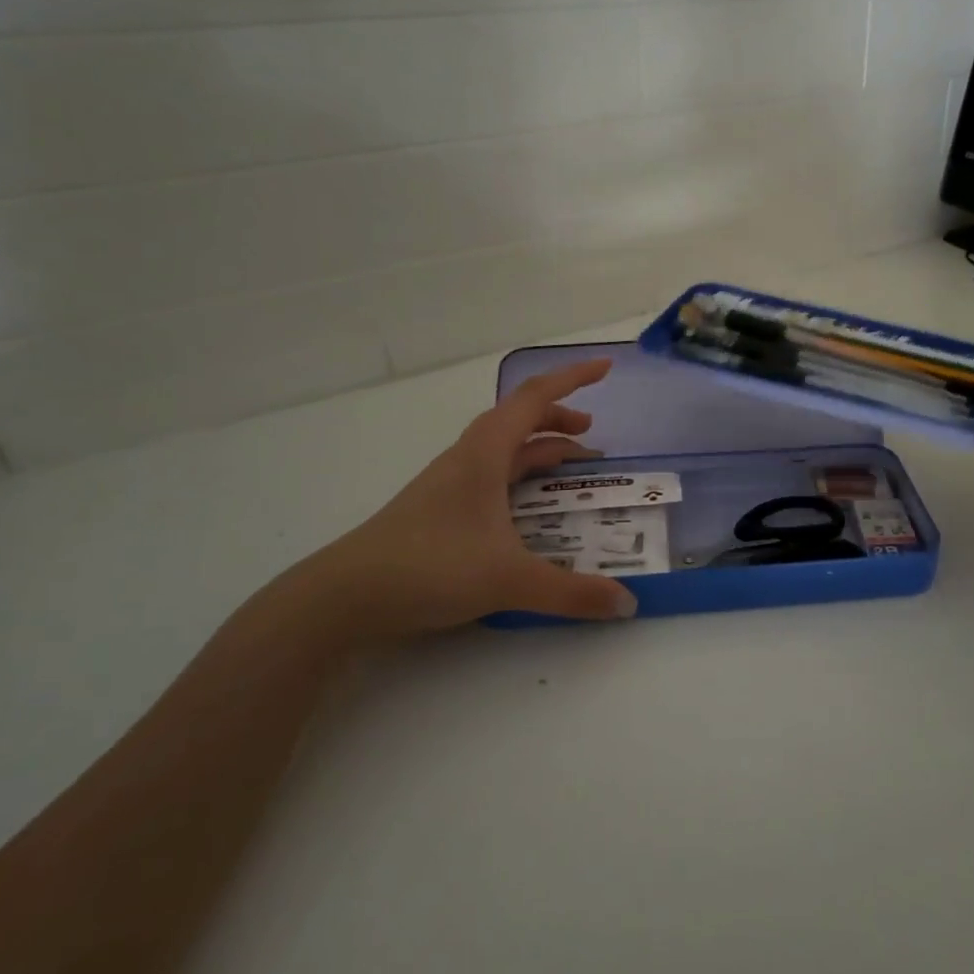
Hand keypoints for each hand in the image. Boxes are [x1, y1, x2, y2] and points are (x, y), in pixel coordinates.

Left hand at [287, 358, 638, 645]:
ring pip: (505, 450)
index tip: (605, 369)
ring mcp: (451, 483)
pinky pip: (493, 477)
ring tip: (572, 473)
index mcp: (486, 453)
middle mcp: (468, 458)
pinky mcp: (441, 509)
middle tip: (594, 440)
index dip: (573, 379)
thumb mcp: (509, 580)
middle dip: (561, 421)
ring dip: (541, 451)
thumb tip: (627, 604)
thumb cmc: (429, 567)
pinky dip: (522, 479)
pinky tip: (530, 512)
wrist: (345, 596)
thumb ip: (572, 592)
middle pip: (520, 420)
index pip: (535, 398)